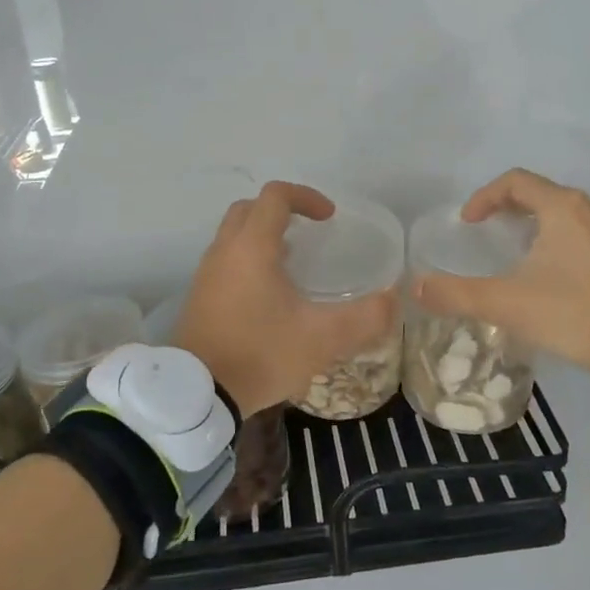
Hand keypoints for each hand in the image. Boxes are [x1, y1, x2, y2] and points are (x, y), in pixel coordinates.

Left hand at [173, 182, 397, 416]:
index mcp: (252, 247)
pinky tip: (270, 294)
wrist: (197, 393)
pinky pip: (226, 260)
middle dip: (281, 211)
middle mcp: (224, 250)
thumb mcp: (322, 339)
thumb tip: (392, 299)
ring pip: (234, 235)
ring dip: (263, 236)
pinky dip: (249, 259)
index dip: (306, 197)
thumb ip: (364, 318)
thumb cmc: (260, 354)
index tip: (329, 218)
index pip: (276, 196)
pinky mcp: (199, 296)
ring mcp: (207, 273)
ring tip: (294, 263)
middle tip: (310, 233)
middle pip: (250, 208)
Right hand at [414, 169, 589, 383]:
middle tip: (485, 234)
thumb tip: (415, 287)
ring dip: (535, 224)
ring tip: (515, 252)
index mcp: (564, 207)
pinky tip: (552, 275)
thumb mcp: (506, 304)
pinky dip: (559, 241)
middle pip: (541, 194)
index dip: (484, 197)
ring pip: (566, 214)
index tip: (467, 224)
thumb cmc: (572, 314)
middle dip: (508, 209)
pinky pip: (585, 233)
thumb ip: (456, 293)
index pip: (515, 182)